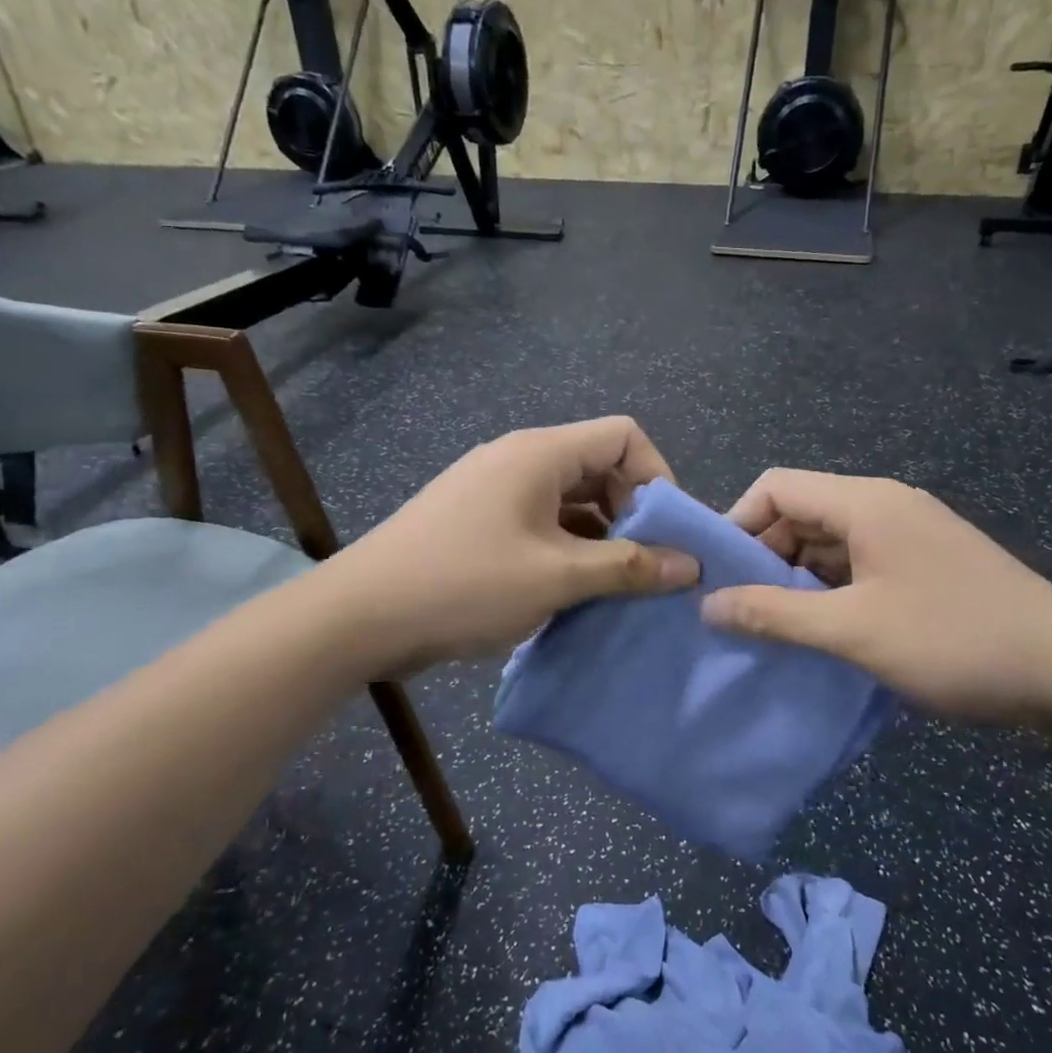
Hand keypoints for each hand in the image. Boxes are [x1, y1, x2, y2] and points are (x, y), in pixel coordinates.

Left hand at [319, 417, 698, 674]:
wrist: (360, 616)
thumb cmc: (465, 584)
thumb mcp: (557, 577)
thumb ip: (629, 567)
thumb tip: (691, 565)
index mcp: (540, 453)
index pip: (623, 435)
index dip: (658, 476)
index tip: (668, 532)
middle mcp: (519, 458)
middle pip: (599, 466)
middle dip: (633, 511)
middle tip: (648, 564)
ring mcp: (494, 489)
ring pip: (570, 499)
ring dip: (601, 536)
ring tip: (617, 585)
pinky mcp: (478, 520)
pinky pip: (541, 521)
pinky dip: (568, 547)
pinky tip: (574, 590)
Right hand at [700, 470, 1051, 722]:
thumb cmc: (955, 640)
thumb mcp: (853, 631)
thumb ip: (774, 614)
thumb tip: (707, 605)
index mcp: (864, 502)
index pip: (775, 487)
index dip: (737, 523)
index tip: (718, 577)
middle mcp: (883, 505)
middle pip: (800, 513)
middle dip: (764, 558)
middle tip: (744, 612)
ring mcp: (908, 534)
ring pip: (828, 543)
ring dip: (797, 580)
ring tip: (776, 629)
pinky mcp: (924, 564)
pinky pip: (858, 564)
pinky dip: (831, 591)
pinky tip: (823, 632)